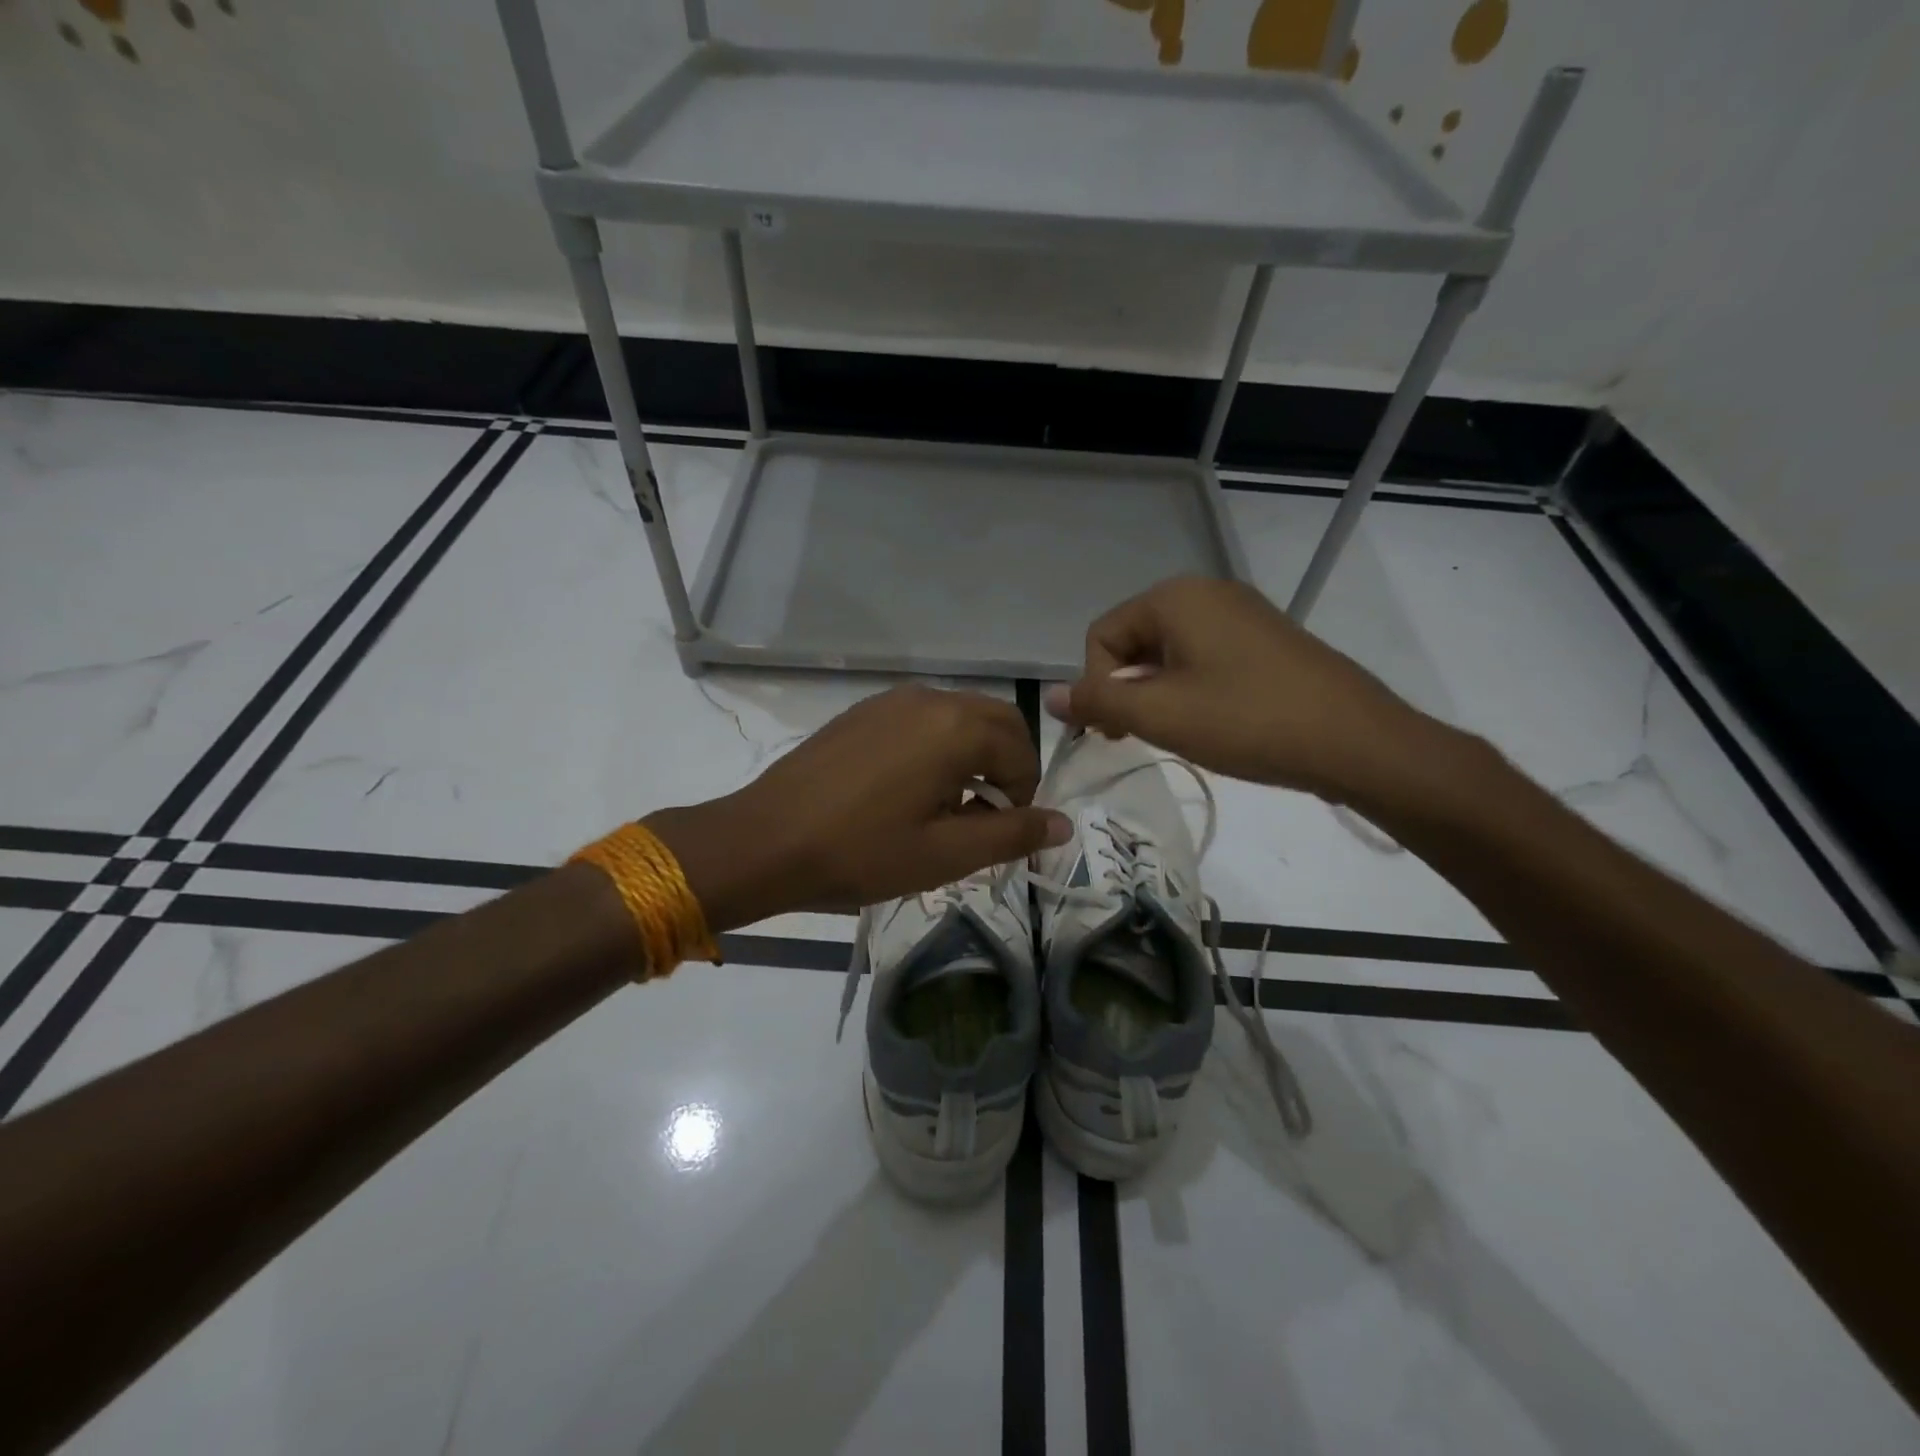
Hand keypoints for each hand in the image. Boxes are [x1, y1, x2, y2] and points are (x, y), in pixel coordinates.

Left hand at [646, 686, 1070, 929]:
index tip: (1001, 831)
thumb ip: (1012, 835)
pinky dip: (938, 745)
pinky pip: (923, 719)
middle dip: (1006, 765)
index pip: (1021, 750)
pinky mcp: (864, 711)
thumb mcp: (946, 855)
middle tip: (985, 815)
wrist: (766, 840)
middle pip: (996, 721)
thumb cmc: (862, 852)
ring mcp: (892, 700)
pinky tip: (908, 789)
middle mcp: (930, 699)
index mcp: (956, 728)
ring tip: (947, 806)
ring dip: (972, 754)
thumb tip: (1062, 823)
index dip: (1024, 794)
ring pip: (959, 717)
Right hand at [1045, 576, 1441, 802]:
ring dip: (1157, 695)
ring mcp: (1241, 614)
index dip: (1097, 685)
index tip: (1115, 731)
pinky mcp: (1265, 641)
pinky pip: (1204, 659)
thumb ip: (1098, 702)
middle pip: (1134, 641)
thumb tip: (1051, 697)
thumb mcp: (1161, 715)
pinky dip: (1191, 691)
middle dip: (1126, 690)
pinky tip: (1212, 724)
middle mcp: (1206, 593)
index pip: (1102, 635)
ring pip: (1169, 654)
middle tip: (1141, 737)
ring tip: (1179, 733)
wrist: (1356, 742)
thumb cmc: (1248, 721)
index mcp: (1176, 597)